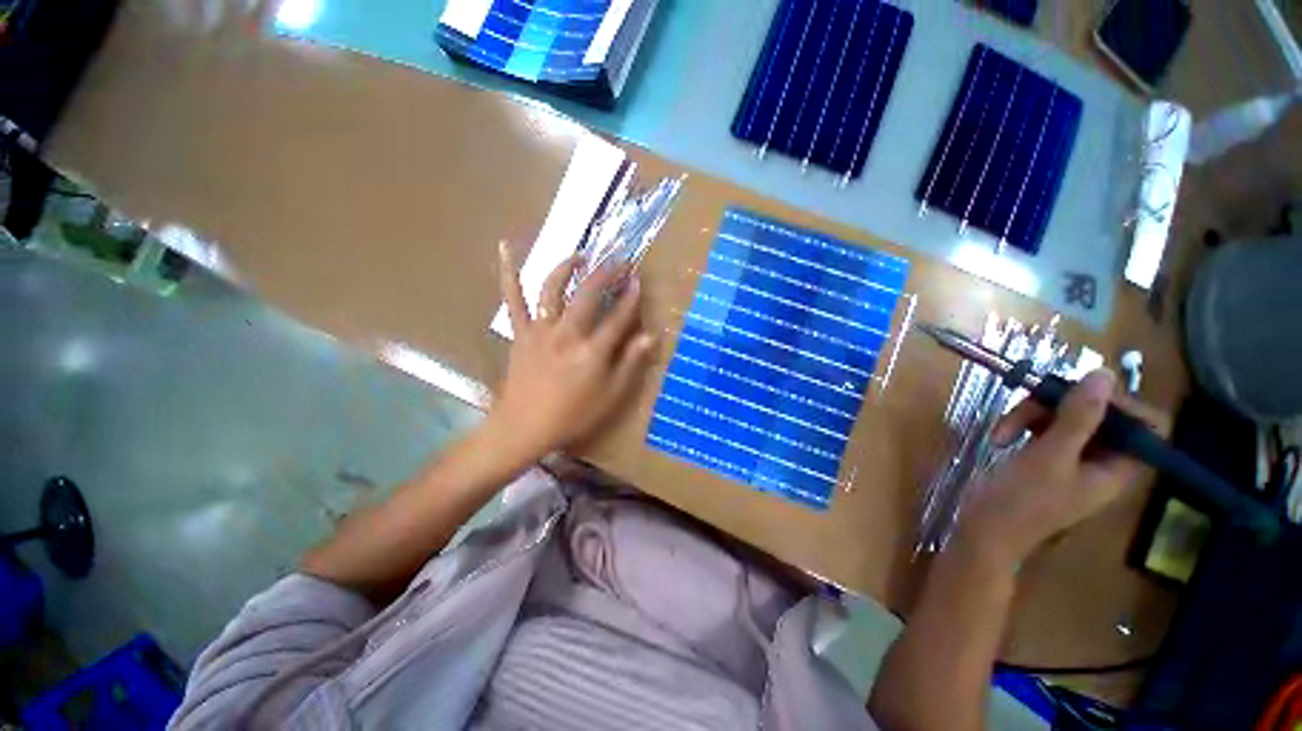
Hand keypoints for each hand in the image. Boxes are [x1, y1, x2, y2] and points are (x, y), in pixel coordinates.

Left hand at [486, 241, 655, 462]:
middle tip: (618, 260)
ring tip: (579, 256)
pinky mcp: (520, 332)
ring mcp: (540, 330)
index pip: (618, 317)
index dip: (630, 296)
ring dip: (566, 267)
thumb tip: (651, 336)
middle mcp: (567, 334)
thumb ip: (630, 363)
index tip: (638, 279)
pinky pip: (513, 299)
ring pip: (552, 289)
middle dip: (605, 273)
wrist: (524, 427)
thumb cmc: (572, 416)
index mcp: (592, 352)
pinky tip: (505, 248)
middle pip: (588, 295)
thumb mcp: (611, 396)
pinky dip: (508, 272)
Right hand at [956, 369, 1143, 566]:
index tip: (1081, 393)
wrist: (982, 531)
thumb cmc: (1021, 501)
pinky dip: (1020, 425)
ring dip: (1030, 415)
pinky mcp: (1044, 458)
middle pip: (1098, 415)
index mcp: (1118, 467)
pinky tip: (1000, 436)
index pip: (1146, 425)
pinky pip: (1043, 428)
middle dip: (1060, 405)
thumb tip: (1103, 374)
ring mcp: (1071, 459)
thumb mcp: (1049, 457)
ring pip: (1064, 417)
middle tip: (1027, 404)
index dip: (1121, 403)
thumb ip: (1079, 417)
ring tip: (1001, 431)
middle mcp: (1101, 461)